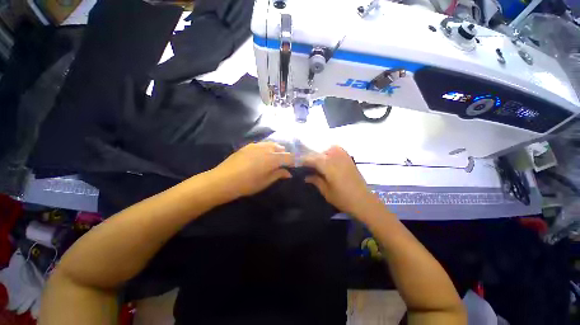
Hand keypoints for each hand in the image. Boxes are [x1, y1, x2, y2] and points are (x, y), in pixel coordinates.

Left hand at [210, 142, 293, 199]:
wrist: (223, 180)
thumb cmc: (247, 184)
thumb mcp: (265, 182)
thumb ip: (278, 175)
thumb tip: (288, 173)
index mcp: (272, 159)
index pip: (288, 157)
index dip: (294, 161)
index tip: (296, 165)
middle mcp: (266, 149)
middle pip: (281, 149)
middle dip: (285, 154)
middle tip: (285, 162)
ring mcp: (256, 146)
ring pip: (271, 144)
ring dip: (277, 150)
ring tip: (276, 157)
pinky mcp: (248, 146)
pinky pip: (262, 144)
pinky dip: (267, 148)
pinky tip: (263, 154)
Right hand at [303, 146, 378, 216]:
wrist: (364, 201)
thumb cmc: (343, 199)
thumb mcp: (326, 192)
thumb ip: (315, 181)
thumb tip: (306, 176)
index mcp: (329, 167)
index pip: (313, 159)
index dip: (304, 160)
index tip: (297, 163)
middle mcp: (336, 158)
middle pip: (320, 153)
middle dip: (311, 157)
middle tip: (305, 163)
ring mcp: (344, 157)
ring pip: (328, 149)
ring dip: (321, 153)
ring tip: (316, 162)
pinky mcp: (349, 159)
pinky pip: (338, 150)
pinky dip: (331, 151)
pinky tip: (328, 158)